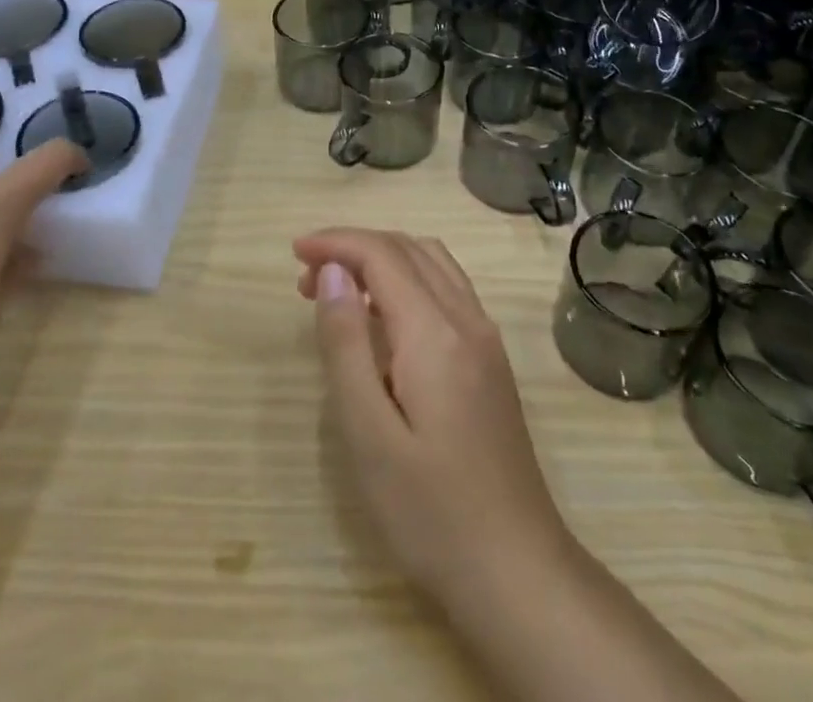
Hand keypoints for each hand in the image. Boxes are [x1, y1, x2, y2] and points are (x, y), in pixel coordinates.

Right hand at [294, 228, 571, 607]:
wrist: (517, 571)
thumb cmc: (430, 512)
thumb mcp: (369, 434)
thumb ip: (346, 345)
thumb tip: (333, 272)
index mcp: (435, 331)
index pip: (382, 254)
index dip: (337, 242)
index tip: (295, 251)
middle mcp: (467, 318)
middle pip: (408, 249)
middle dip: (355, 247)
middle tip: (306, 276)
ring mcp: (486, 337)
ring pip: (432, 262)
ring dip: (383, 258)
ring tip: (339, 288)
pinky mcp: (491, 359)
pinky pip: (447, 288)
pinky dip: (408, 277)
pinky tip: (384, 315)